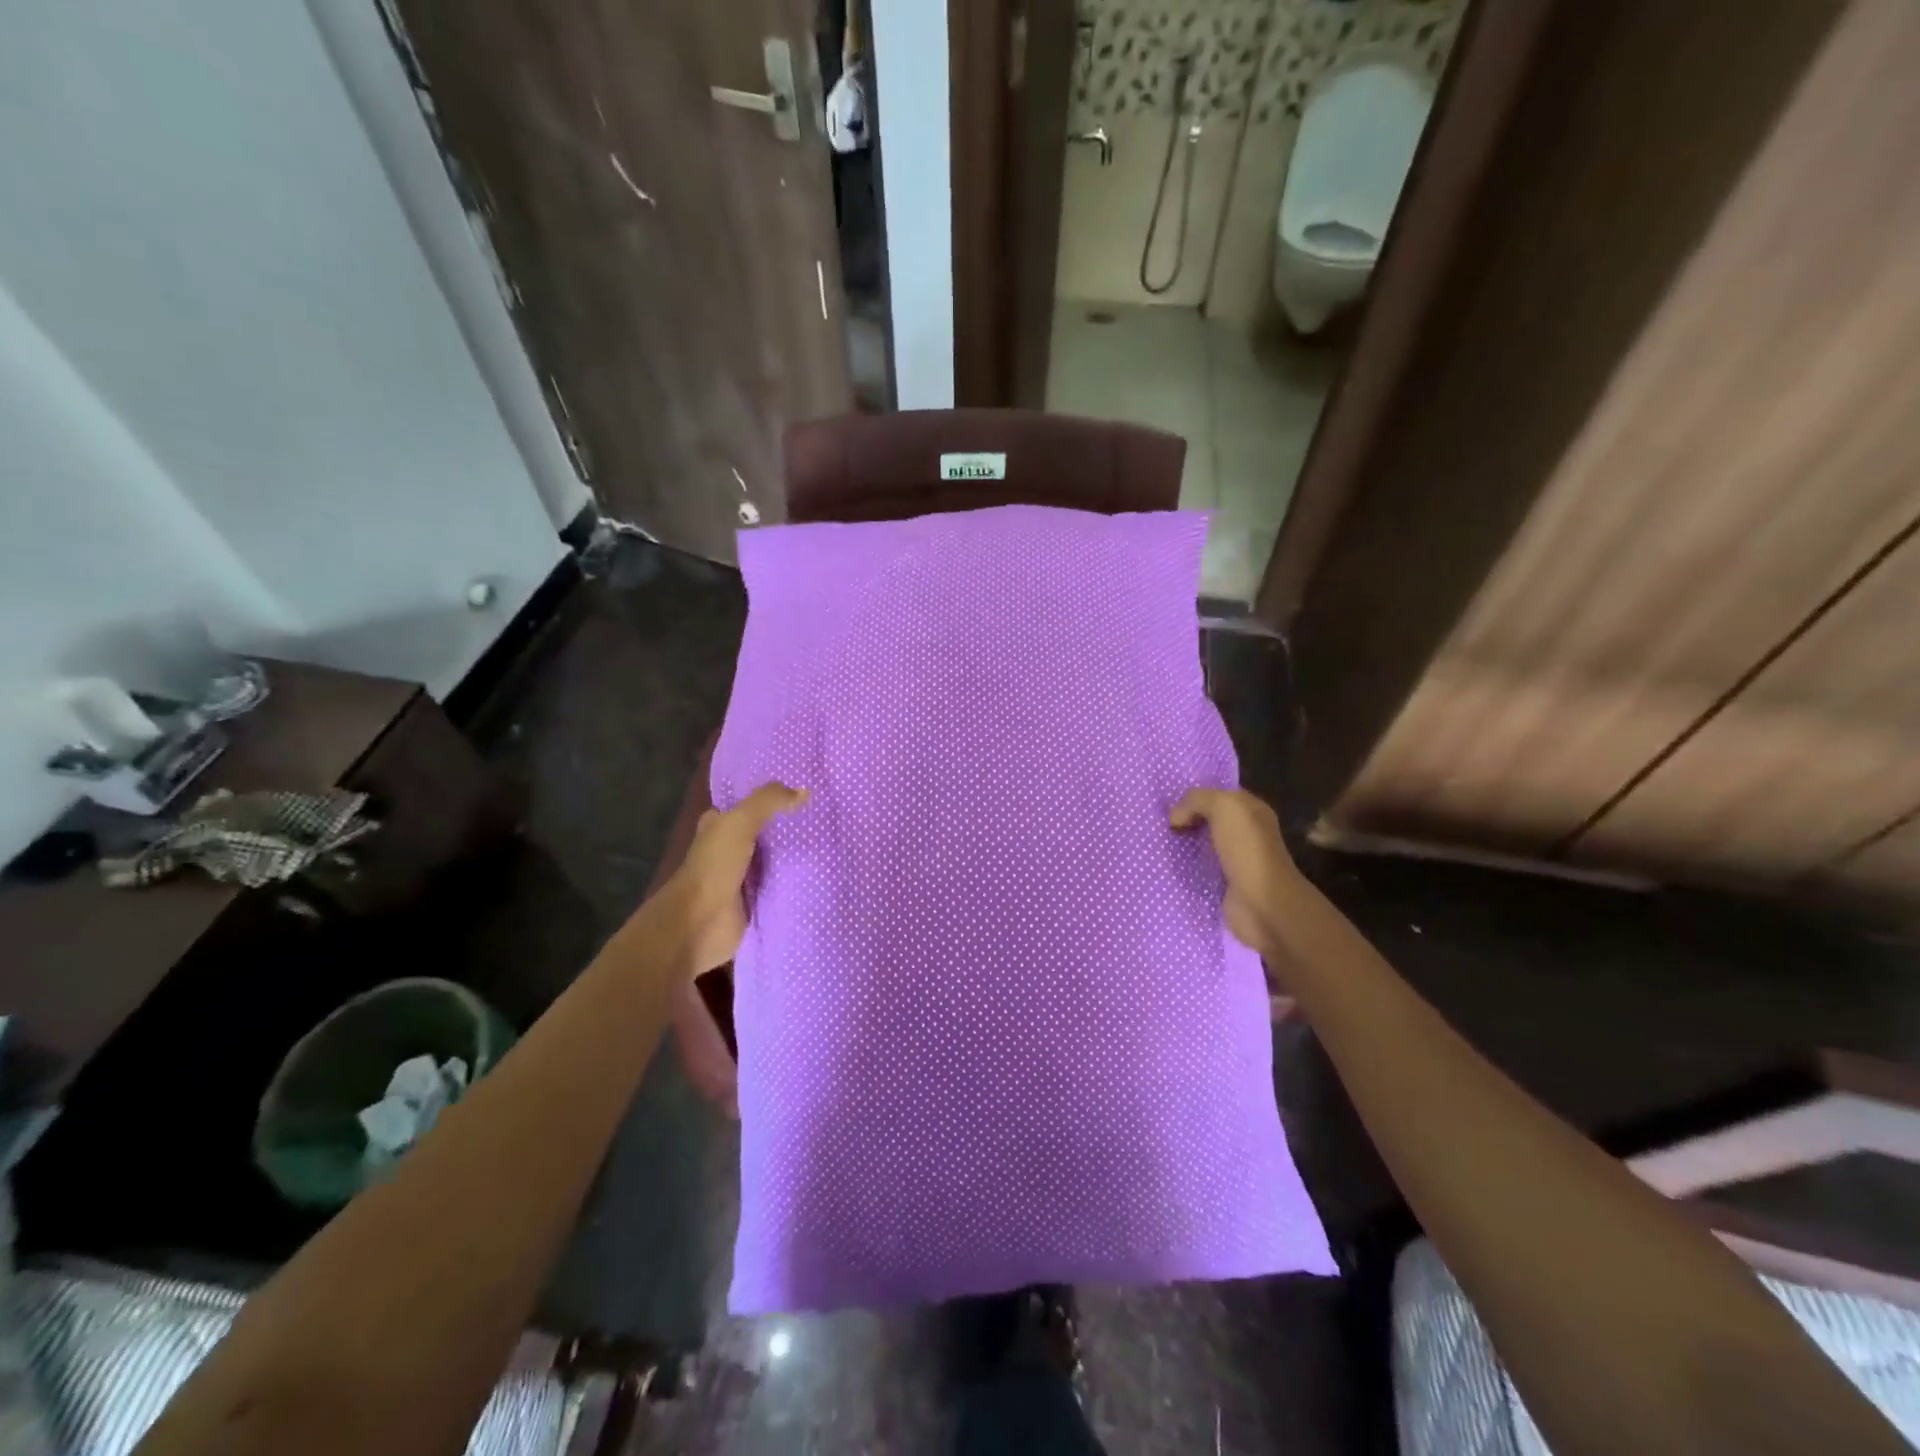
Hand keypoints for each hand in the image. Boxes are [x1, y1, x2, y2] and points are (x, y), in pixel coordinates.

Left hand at [655, 782, 808, 977]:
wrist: (699, 924)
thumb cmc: (714, 867)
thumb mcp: (740, 822)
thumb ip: (769, 802)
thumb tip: (805, 791)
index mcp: (719, 827)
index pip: (746, 806)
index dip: (770, 798)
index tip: (803, 790)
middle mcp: (730, 850)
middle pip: (765, 834)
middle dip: (790, 828)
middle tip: (827, 816)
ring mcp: (743, 879)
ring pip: (776, 861)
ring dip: (797, 857)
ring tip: (834, 843)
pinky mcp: (756, 903)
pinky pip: (782, 888)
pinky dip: (799, 884)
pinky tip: (825, 874)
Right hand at [1170, 787, 1304, 957]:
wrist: (1263, 905)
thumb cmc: (1247, 851)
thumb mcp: (1224, 808)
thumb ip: (1197, 800)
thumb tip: (1176, 817)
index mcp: (1251, 811)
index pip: (1219, 795)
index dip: (1195, 795)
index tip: (1167, 800)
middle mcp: (1245, 834)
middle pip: (1207, 820)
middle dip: (1184, 820)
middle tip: (1155, 821)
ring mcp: (1234, 861)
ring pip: (1200, 845)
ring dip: (1180, 845)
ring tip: (1153, 842)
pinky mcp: (1223, 885)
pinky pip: (1197, 871)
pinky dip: (1182, 869)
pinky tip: (1162, 866)